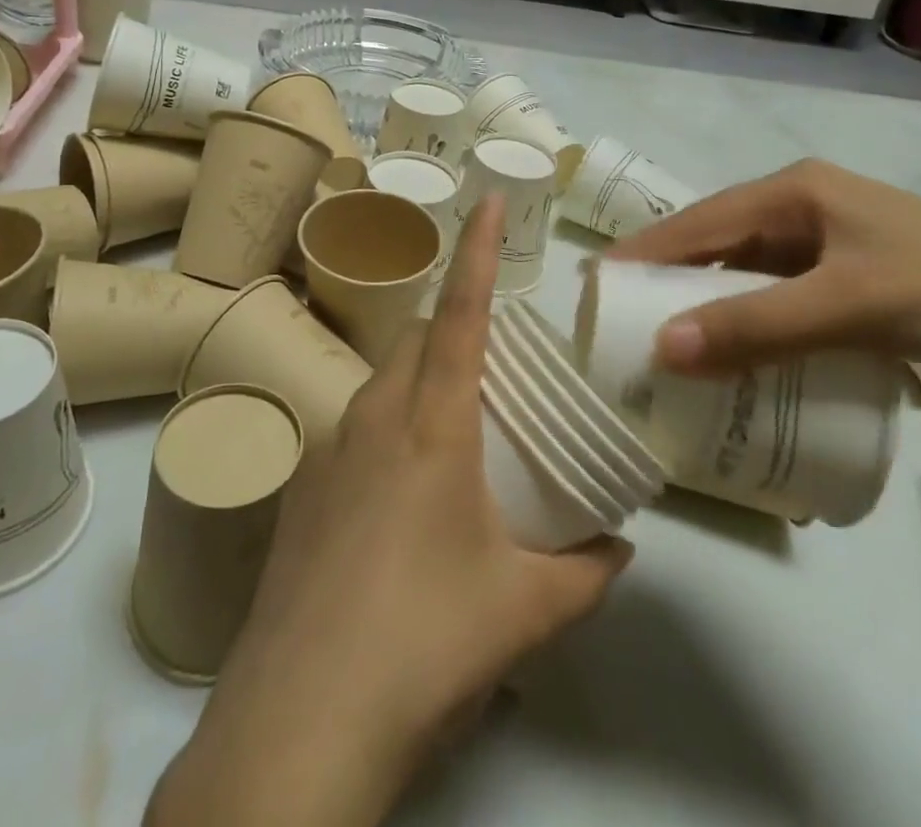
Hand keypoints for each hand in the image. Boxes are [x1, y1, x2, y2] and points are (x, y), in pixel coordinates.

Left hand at [148, 194, 631, 826]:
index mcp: (431, 425)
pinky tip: (405, 499)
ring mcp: (327, 450)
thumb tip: (620, 545)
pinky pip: (355, 428)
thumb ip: (585, 571)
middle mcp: (373, 417)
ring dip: (423, 381)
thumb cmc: (424, 643)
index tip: (487, 198)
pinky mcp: (301, 489)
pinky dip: (389, 428)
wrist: (300, 721)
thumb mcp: (524, 610)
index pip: (461, 313)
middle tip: (498, 367)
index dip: (478, 251)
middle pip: (419, 339)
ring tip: (460, 434)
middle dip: (457, 327)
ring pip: (384, 381)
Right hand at [606, 159, 920, 403]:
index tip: (598, 280)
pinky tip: (732, 344)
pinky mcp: (850, 277)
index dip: (647, 249)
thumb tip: (663, 348)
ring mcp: (830, 242)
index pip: (700, 218)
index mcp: (798, 191)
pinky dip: (748, 314)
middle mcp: (806, 206)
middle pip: (717, 239)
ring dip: (708, 297)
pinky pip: (777, 291)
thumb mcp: (848, 308)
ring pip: (746, 267)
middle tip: (625, 313)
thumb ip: (756, 327)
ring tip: (666, 332)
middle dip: (670, 274)